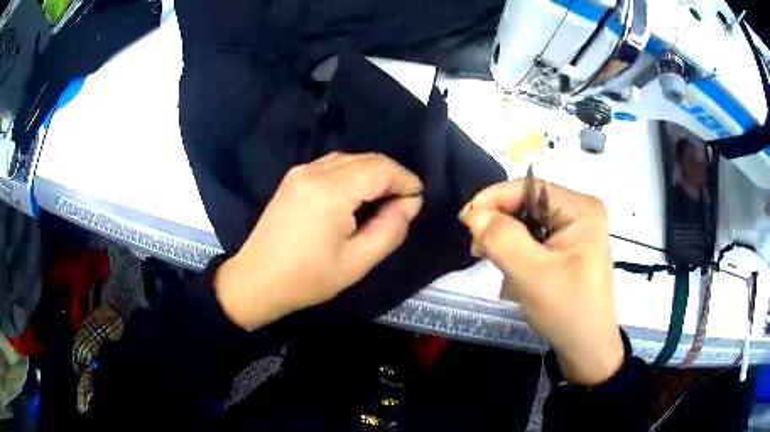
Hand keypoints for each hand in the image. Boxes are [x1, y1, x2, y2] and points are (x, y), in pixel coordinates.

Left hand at [215, 152, 423, 329]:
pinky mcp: (293, 178)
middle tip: (403, 202)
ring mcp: (300, 172)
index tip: (417, 199)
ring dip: (372, 173)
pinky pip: (331, 165)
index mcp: (331, 191)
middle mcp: (314, 171)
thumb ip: (391, 229)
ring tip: (383, 200)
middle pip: (366, 159)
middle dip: (391, 175)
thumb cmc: (307, 278)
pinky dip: (352, 174)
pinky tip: (355, 196)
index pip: (381, 168)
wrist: (256, 280)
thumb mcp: (358, 262)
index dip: (405, 179)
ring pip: (349, 159)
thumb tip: (411, 203)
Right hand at [459, 180, 622, 385]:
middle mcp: (581, 212)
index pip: (530, 187)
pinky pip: (536, 238)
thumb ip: (502, 239)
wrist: (587, 349)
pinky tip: (513, 271)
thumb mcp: (533, 275)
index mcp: (582, 209)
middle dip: (501, 223)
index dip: (495, 198)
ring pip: (529, 222)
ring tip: (494, 263)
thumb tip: (474, 212)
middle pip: (529, 203)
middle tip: (478, 250)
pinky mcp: (570, 247)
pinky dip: (518, 251)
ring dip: (507, 239)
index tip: (466, 221)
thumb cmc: (567, 311)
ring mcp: (577, 230)